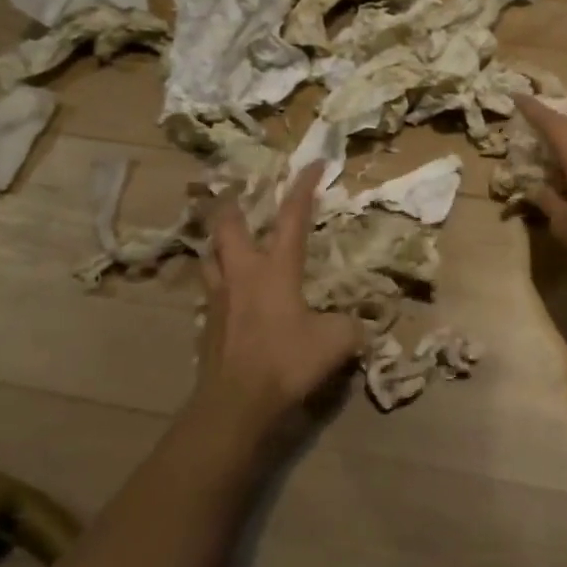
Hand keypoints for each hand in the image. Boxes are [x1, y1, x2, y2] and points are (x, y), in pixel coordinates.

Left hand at [195, 162, 361, 436]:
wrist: (235, 403)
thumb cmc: (286, 361)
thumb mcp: (337, 342)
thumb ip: (351, 325)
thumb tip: (360, 322)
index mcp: (276, 268)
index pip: (292, 216)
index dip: (304, 186)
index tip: (313, 163)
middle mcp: (243, 273)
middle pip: (228, 225)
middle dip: (234, 203)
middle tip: (240, 193)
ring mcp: (219, 297)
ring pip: (210, 254)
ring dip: (219, 241)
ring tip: (228, 238)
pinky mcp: (207, 323)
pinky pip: (209, 288)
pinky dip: (217, 278)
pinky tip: (228, 290)